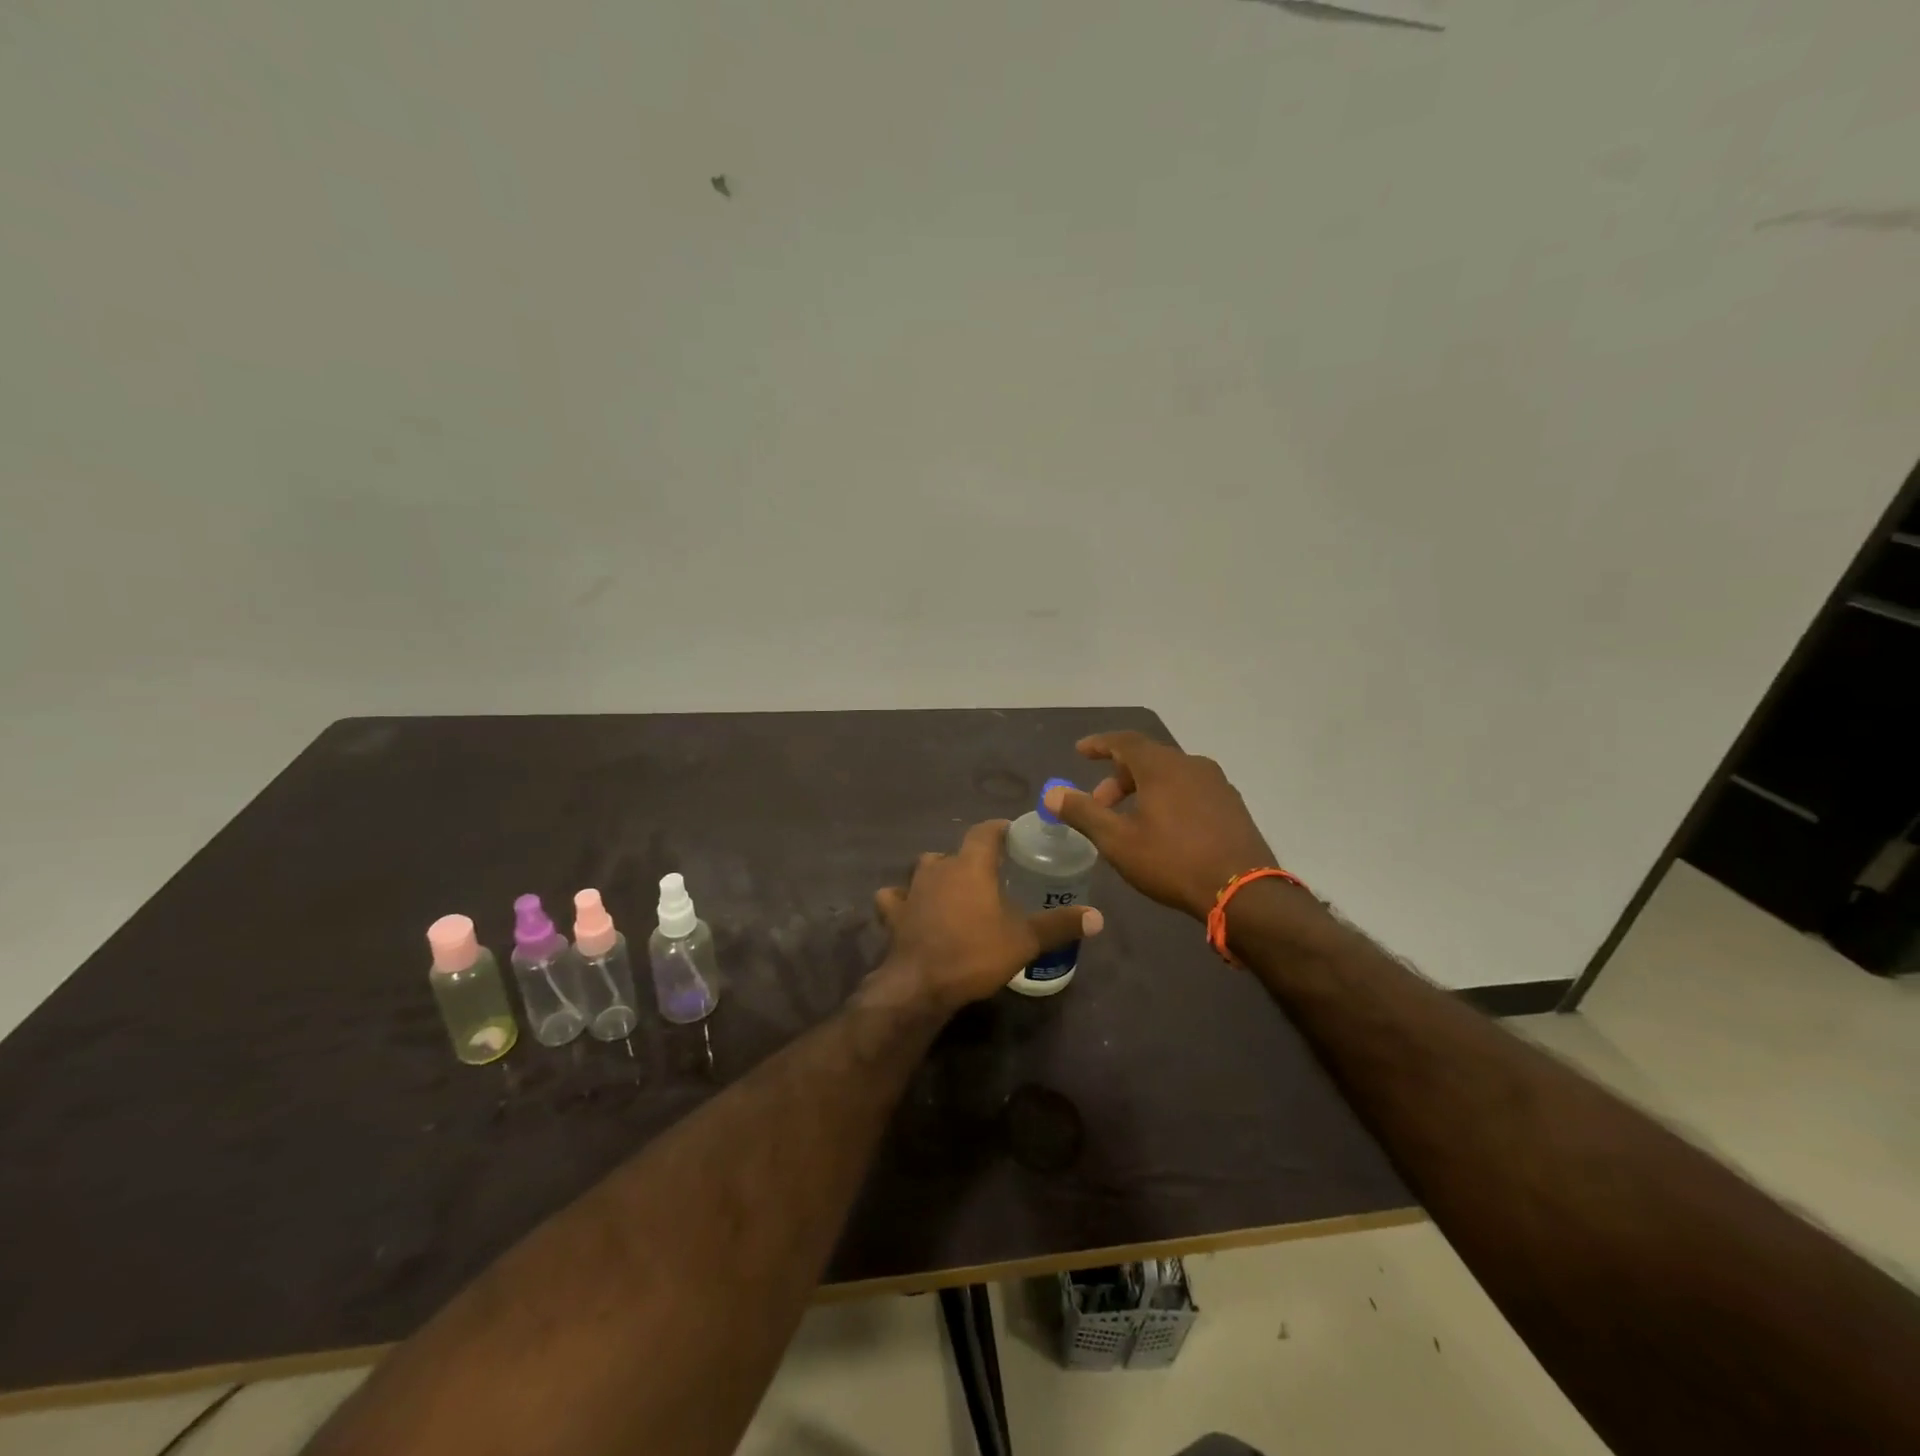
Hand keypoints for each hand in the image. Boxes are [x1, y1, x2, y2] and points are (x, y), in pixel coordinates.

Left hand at [874, 819, 1102, 1009]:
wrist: (921, 984)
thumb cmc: (975, 952)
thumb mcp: (1025, 940)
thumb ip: (1059, 924)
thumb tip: (1098, 917)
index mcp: (971, 865)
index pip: (985, 831)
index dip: (1000, 829)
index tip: (1013, 834)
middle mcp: (939, 867)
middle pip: (956, 851)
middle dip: (972, 858)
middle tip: (991, 874)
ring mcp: (912, 888)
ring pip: (926, 868)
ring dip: (939, 875)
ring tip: (956, 891)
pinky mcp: (893, 912)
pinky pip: (896, 896)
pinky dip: (904, 899)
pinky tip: (911, 908)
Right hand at [1045, 731, 1275, 921]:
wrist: (1243, 893)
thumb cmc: (1173, 861)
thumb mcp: (1118, 841)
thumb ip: (1084, 813)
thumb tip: (1052, 793)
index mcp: (1162, 766)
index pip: (1124, 741)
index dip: (1099, 744)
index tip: (1080, 752)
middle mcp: (1192, 765)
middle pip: (1147, 758)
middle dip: (1118, 777)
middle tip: (1100, 804)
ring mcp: (1217, 784)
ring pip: (1170, 775)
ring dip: (1143, 790)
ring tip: (1129, 819)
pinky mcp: (1232, 806)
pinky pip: (1190, 789)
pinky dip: (1168, 798)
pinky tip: (1163, 829)